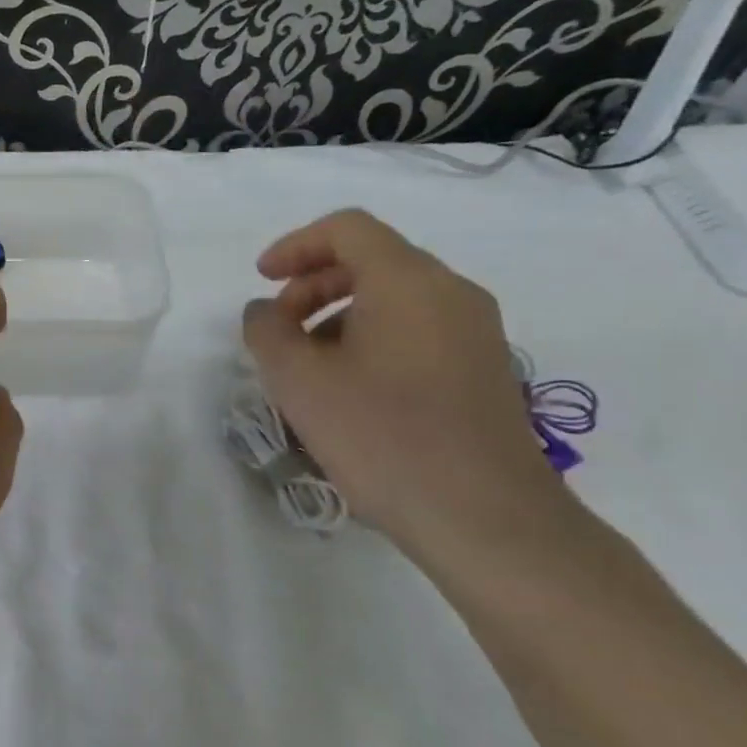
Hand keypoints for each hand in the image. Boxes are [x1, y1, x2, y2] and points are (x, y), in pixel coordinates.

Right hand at [242, 209, 577, 565]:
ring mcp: (476, 333)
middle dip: (313, 283)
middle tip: (278, 327)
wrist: (485, 518)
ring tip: (307, 364)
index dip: (295, 245)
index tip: (262, 280)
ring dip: (338, 314)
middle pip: (373, 260)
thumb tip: (264, 311)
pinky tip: (349, 388)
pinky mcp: (485, 370)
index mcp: (408, 282)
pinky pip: (418, 330)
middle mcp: (452, 293)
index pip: (347, 229)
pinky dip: (372, 338)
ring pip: (395, 297)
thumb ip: (267, 331)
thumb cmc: (381, 435)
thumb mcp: (298, 380)